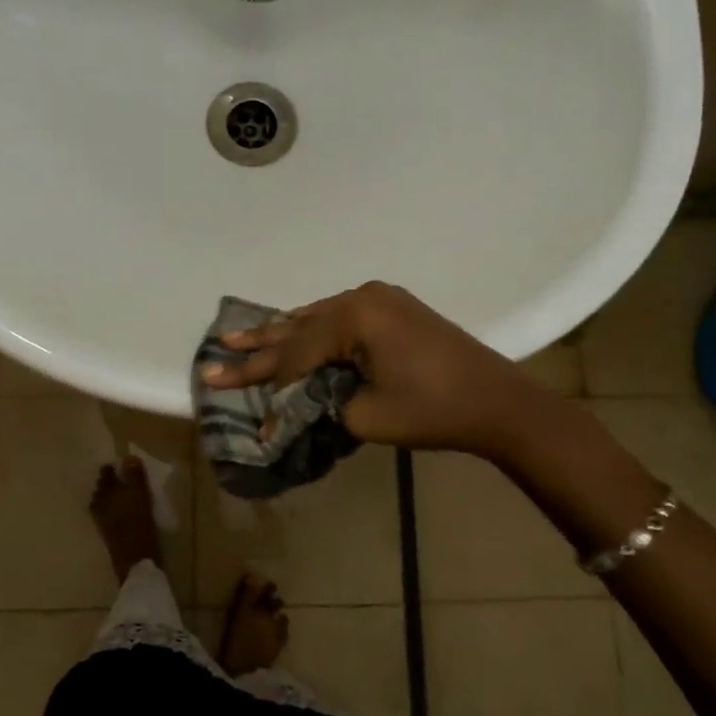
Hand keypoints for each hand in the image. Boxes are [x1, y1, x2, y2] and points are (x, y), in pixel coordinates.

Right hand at [202, 282, 540, 459]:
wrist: (498, 401)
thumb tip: (301, 401)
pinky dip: (312, 330)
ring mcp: (380, 300)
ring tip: (240, 337)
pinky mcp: (393, 310)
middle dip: (259, 347)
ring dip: (282, 333)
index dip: (264, 383)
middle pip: (299, 329)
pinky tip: (289, 328)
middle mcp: (362, 298)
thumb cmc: (433, 410)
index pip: (295, 355)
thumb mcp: (367, 417)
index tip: (232, 399)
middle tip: (217, 350)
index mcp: (355, 318)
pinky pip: (339, 318)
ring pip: (317, 319)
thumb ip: (322, 405)